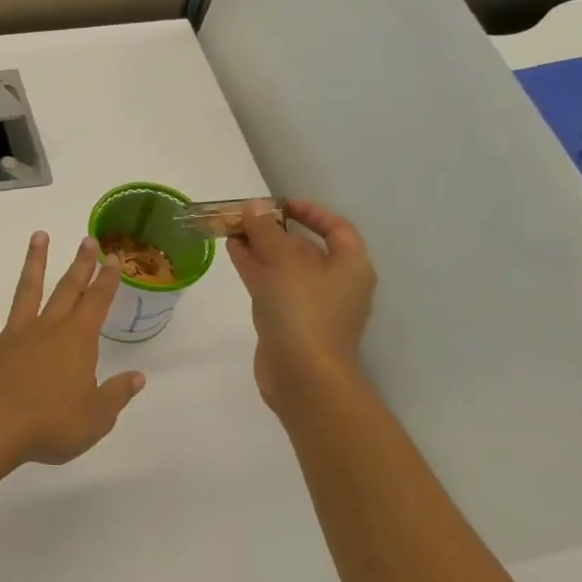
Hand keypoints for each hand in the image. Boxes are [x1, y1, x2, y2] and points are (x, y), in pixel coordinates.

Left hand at [0, 232, 146, 467]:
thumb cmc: (51, 424)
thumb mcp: (96, 417)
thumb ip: (116, 394)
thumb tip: (137, 377)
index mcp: (77, 341)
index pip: (97, 303)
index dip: (107, 280)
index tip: (112, 257)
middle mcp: (46, 329)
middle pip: (66, 289)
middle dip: (80, 264)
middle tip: (87, 239)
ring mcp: (13, 335)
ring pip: (26, 291)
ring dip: (34, 264)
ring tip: (38, 237)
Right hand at [227, 200, 375, 422]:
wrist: (303, 377)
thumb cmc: (303, 312)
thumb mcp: (283, 263)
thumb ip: (266, 231)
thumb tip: (254, 207)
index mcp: (351, 266)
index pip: (336, 228)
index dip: (310, 212)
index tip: (280, 204)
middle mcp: (336, 284)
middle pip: (306, 248)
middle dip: (275, 231)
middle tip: (245, 217)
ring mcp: (312, 306)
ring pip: (285, 269)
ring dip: (260, 249)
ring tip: (231, 232)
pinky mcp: (290, 323)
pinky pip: (273, 288)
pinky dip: (255, 270)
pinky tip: (234, 255)